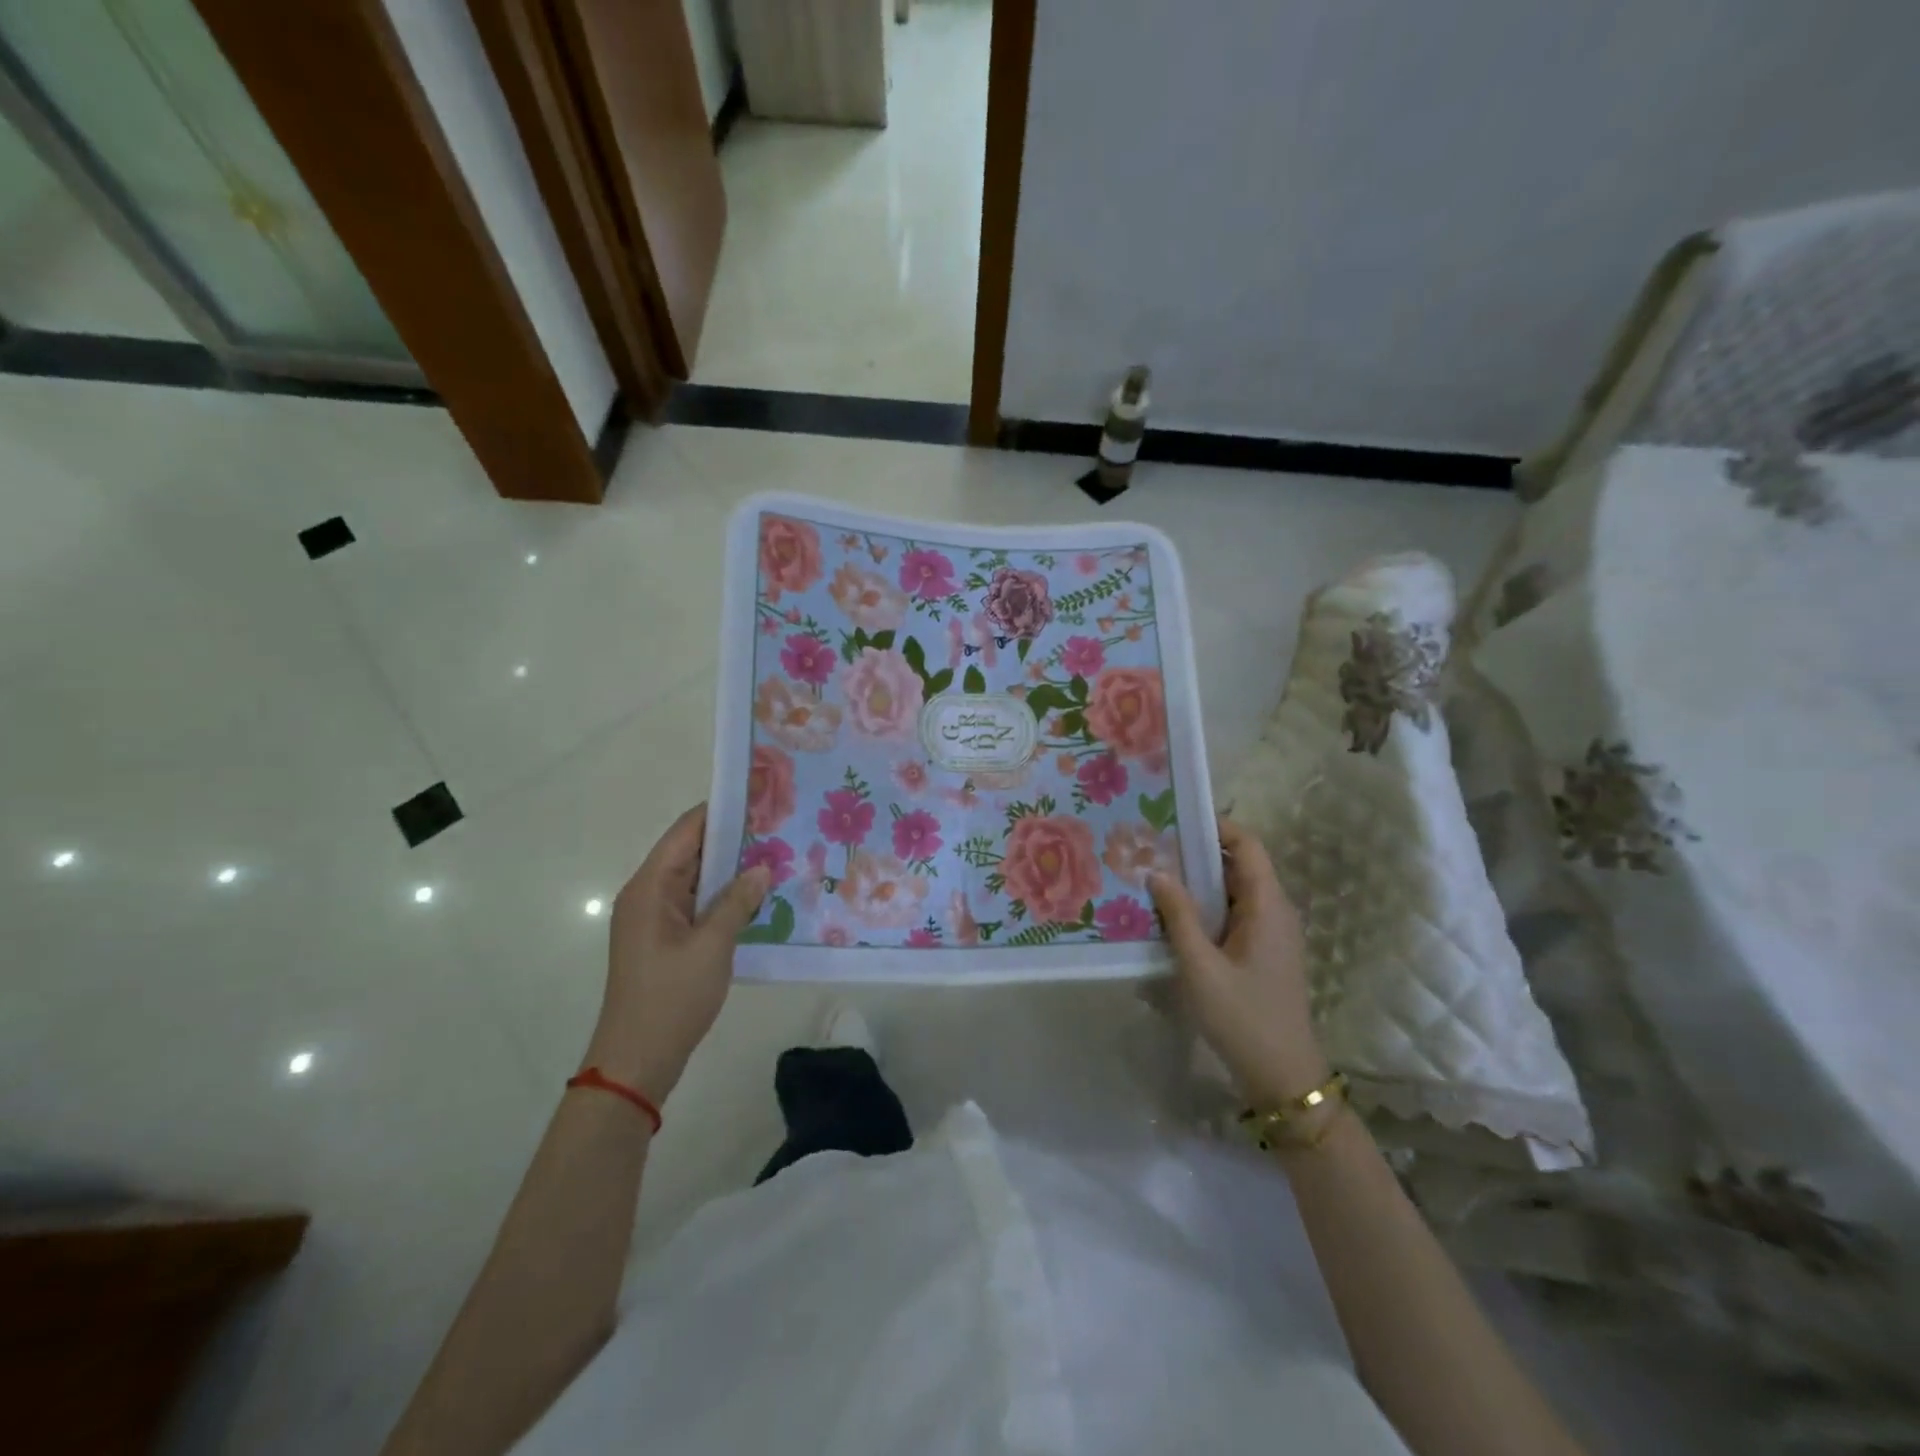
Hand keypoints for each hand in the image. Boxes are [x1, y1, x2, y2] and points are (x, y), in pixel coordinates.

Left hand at [582, 804, 770, 1104]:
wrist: (636, 1061)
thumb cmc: (671, 998)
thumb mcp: (712, 946)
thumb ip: (738, 901)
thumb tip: (762, 868)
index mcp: (649, 888)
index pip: (686, 832)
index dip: (721, 811)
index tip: (759, 796)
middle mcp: (647, 895)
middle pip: (691, 852)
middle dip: (733, 839)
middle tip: (779, 826)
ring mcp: (655, 919)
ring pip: (696, 880)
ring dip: (731, 870)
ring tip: (777, 855)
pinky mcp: (664, 940)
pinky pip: (696, 904)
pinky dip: (724, 896)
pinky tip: (758, 896)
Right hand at [1149, 817, 1328, 1106]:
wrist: (1283, 1076)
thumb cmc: (1243, 1017)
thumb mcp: (1201, 966)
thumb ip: (1179, 916)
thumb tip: (1157, 872)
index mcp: (1268, 906)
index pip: (1249, 846)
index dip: (1217, 827)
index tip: (1176, 819)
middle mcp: (1274, 911)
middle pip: (1239, 865)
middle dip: (1198, 852)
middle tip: (1153, 847)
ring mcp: (1270, 933)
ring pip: (1234, 891)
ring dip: (1199, 882)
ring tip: (1155, 874)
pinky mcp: (1261, 953)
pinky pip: (1233, 914)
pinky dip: (1206, 906)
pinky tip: (1173, 915)